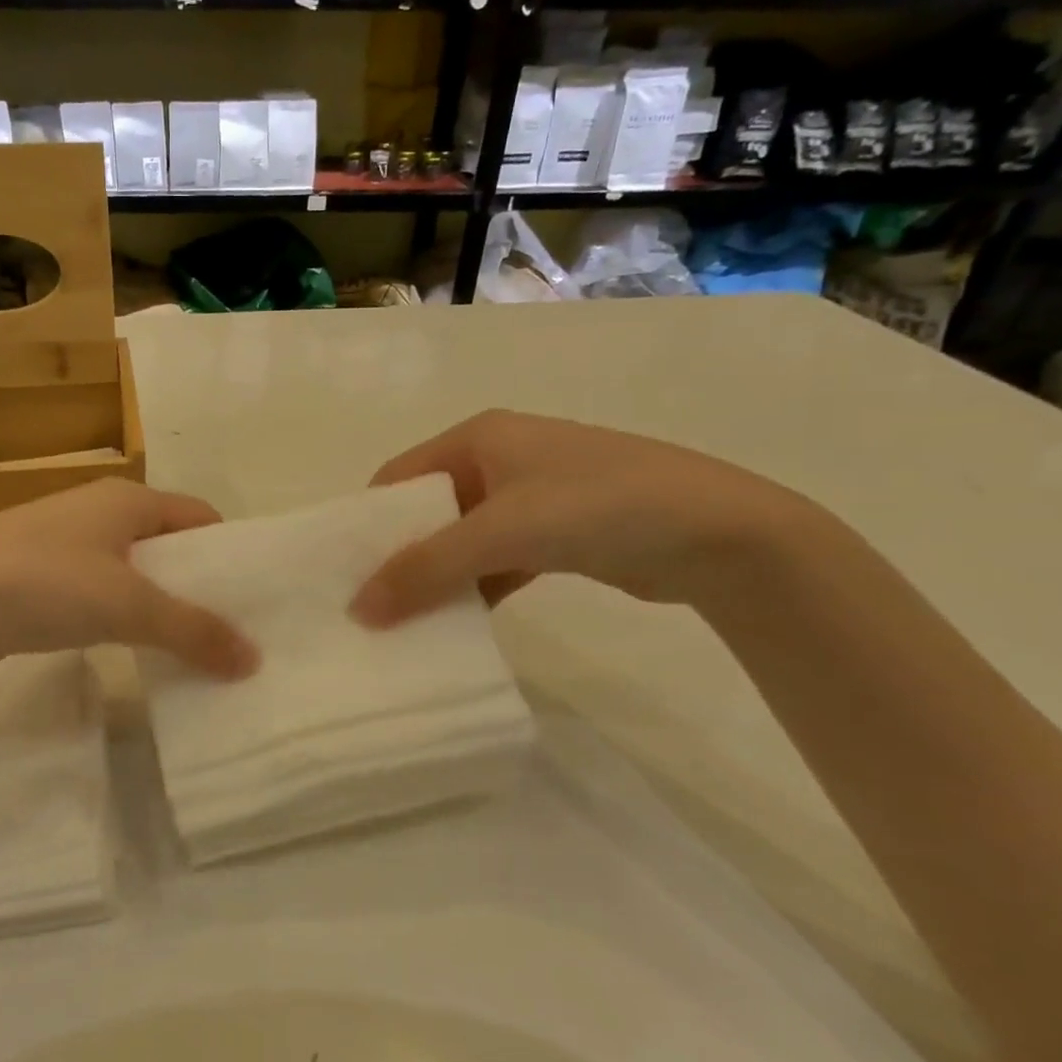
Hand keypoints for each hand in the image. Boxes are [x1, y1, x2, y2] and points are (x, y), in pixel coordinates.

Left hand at [0, 479, 259, 682]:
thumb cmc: (37, 583)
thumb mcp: (126, 604)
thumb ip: (192, 629)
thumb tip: (253, 658)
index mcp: (125, 499)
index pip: (198, 517)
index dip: (230, 554)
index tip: (256, 601)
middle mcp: (96, 515)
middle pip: (167, 548)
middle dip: (199, 589)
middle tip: (232, 639)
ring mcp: (62, 550)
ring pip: (131, 577)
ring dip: (160, 611)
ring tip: (193, 656)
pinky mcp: (35, 586)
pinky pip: (98, 600)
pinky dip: (122, 625)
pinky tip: (134, 658)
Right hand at [350, 411, 821, 625]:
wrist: (720, 534)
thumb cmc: (598, 506)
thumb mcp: (503, 532)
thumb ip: (427, 568)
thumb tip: (358, 610)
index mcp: (478, 437)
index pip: (400, 476)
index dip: (369, 521)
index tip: (342, 570)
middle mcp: (499, 460)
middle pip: (428, 510)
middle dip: (399, 554)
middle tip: (367, 605)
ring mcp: (530, 498)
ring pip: (462, 540)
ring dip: (437, 577)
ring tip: (403, 622)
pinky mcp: (556, 535)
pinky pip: (496, 561)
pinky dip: (476, 589)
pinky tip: (458, 624)